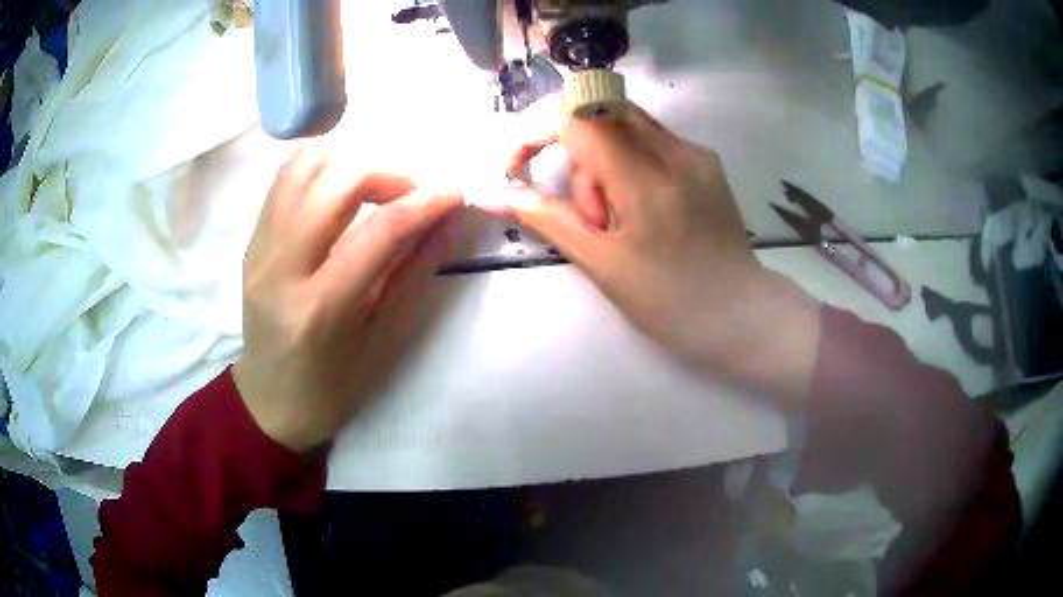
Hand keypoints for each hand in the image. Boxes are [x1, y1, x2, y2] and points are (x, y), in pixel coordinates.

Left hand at [233, 144, 461, 452]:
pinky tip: (338, 190)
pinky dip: (319, 169)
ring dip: (348, 162)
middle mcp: (281, 267)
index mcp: (320, 308)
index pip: (381, 231)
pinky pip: (284, 179)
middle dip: (387, 175)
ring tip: (371, 188)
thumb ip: (411, 274)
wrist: (270, 401)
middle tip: (409, 197)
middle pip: (337, 182)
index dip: (426, 202)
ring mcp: (260, 248)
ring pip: (303, 165)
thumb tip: (445, 222)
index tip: (456, 192)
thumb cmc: (331, 389)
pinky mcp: (252, 240)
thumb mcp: (380, 342)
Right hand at [495, 99, 820, 407]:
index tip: (519, 168)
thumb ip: (546, 219)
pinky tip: (641, 210)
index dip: (533, 132)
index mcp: (648, 182)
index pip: (575, 118)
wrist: (741, 314)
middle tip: (590, 214)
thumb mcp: (602, 265)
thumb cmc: (671, 304)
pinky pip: (649, 140)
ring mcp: (695, 153)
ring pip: (622, 124)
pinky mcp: (705, 160)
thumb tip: (491, 195)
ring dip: (601, 163)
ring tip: (619, 221)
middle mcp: (676, 152)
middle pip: (597, 112)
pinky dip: (627, 165)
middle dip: (573, 154)